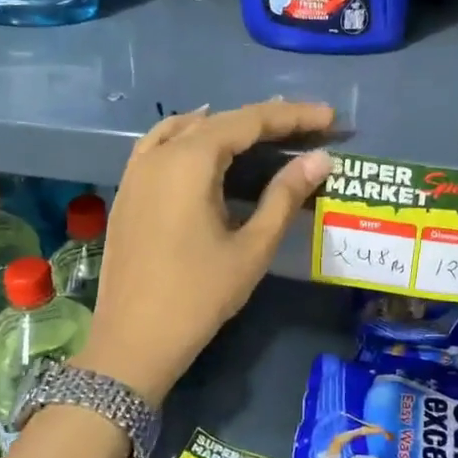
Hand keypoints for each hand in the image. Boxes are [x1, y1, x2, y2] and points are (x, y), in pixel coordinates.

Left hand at [76, 100, 333, 402]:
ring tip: (264, 132)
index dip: (292, 116)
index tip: (329, 116)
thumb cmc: (198, 296)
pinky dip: (189, 136)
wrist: (132, 342)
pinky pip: (160, 145)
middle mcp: (160, 154)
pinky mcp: (127, 191)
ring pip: (187, 129)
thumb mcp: (252, 248)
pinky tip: (205, 146)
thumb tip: (320, 159)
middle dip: (265, 120)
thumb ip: (285, 196)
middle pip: (219, 121)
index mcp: (190, 162)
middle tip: (308, 125)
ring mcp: (137, 171)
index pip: (249, 122)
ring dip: (227, 125)